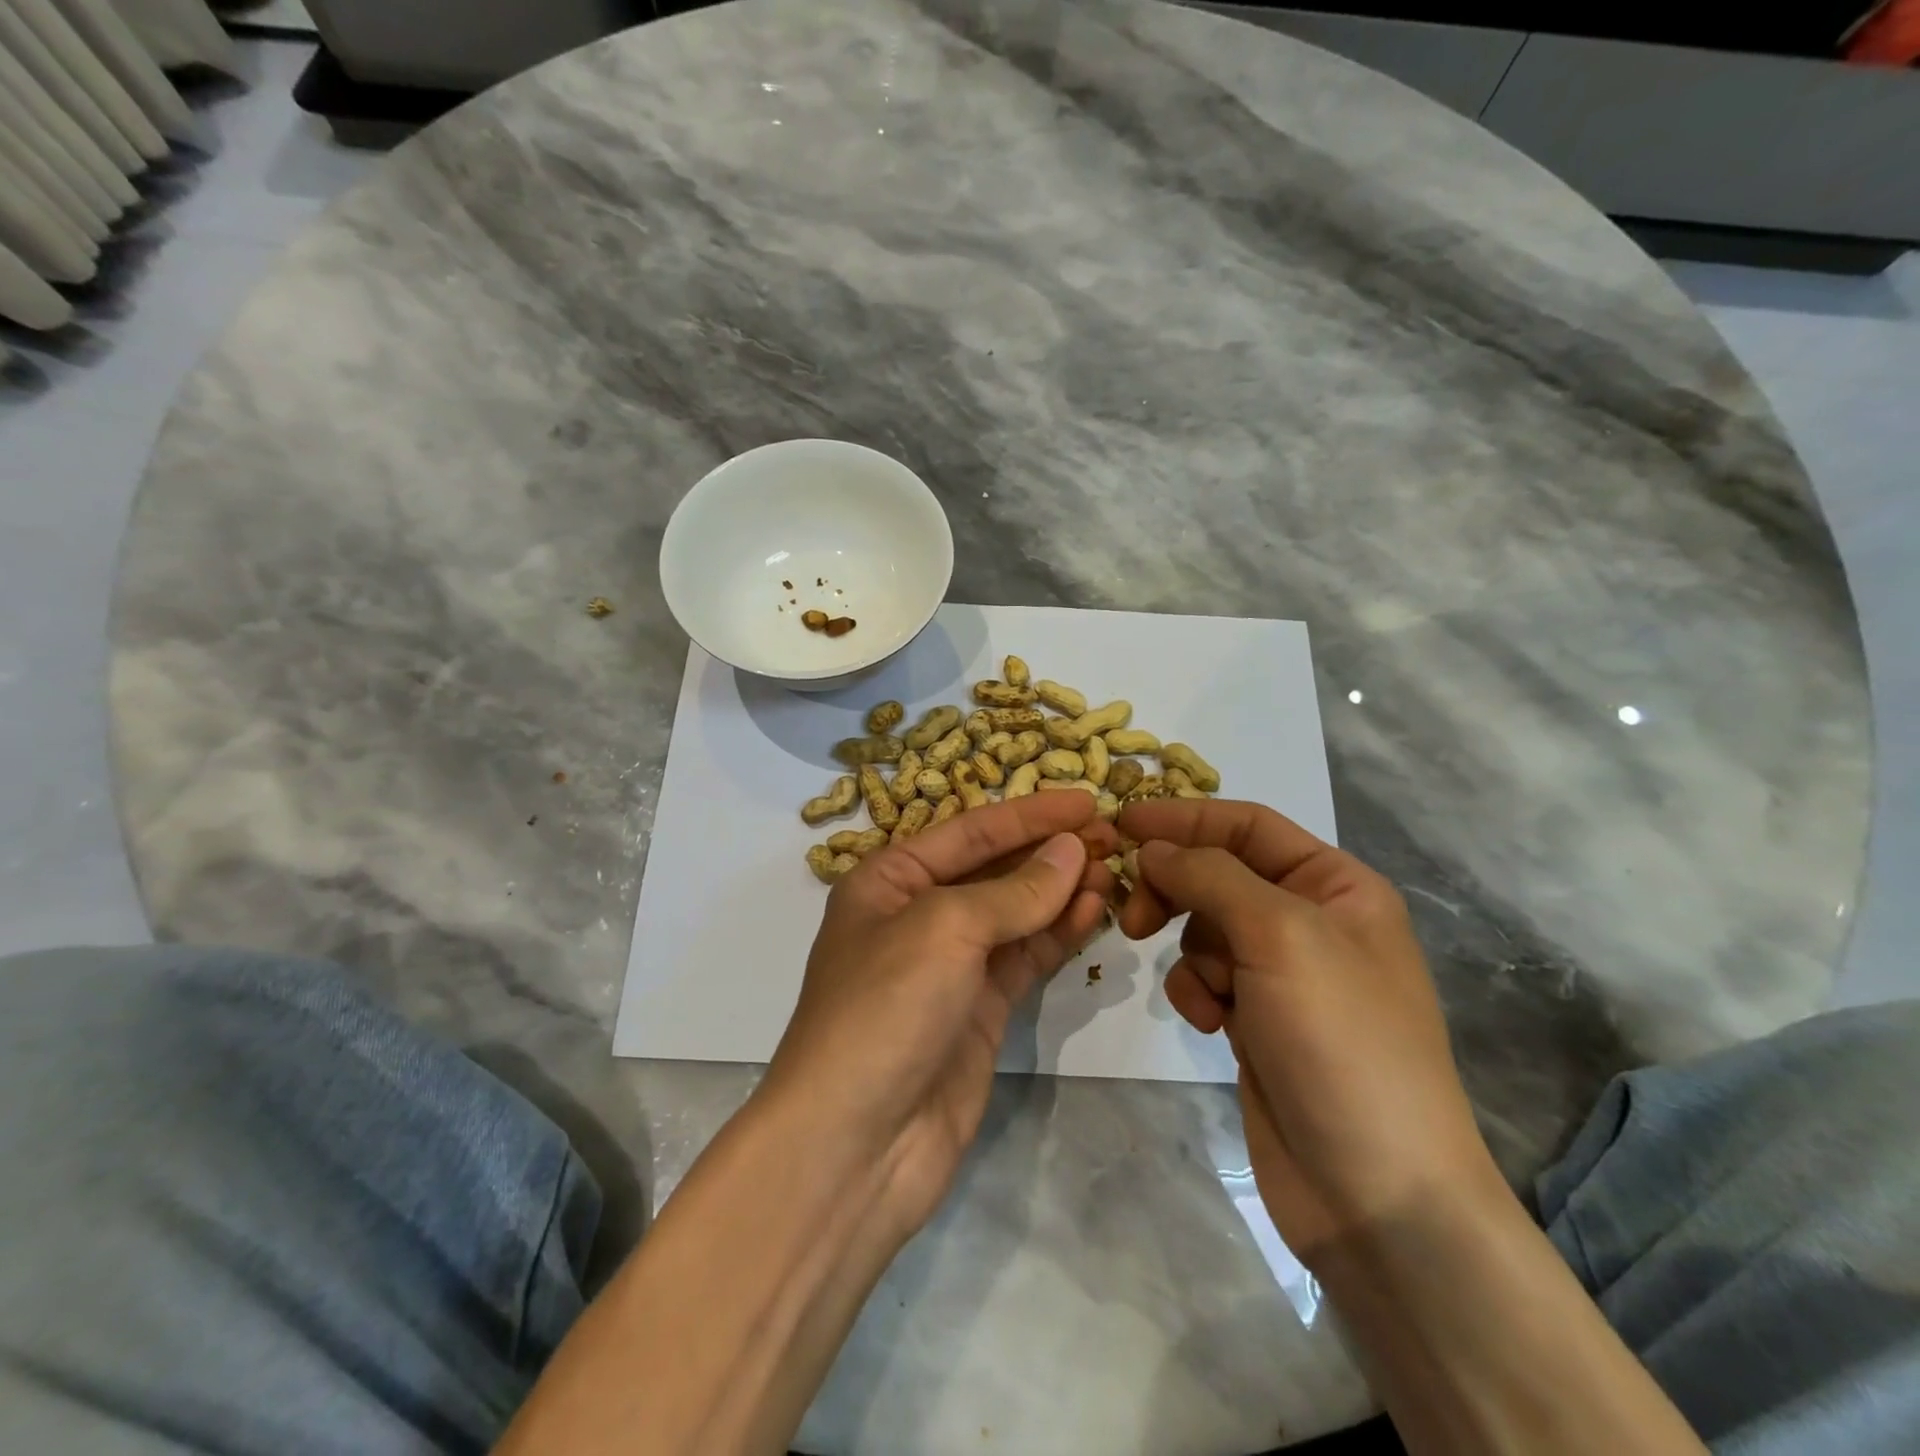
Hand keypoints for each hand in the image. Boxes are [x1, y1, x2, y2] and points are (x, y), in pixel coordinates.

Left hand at [764, 793, 1117, 1238]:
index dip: (1030, 814)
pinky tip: (1095, 912)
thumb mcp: (944, 930)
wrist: (855, 1146)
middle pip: (995, 870)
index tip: (1087, 800)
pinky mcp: (978, 1012)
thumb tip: (1073, 850)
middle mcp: (916, 916)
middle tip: (1114, 836)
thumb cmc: (885, 1010)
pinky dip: (1058, 935)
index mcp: (889, 880)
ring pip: (1016, 914)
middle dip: (1051, 852)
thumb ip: (1014, 891)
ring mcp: (949, 967)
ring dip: (1062, 891)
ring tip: (1116, 871)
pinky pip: (1024, 958)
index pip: (971, 832)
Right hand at [1116, 799, 1498, 1262]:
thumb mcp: (1279, 934)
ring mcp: (1284, 974)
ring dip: (1190, 952)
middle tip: (1133, 914)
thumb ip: (1211, 875)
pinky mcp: (1258, 1020)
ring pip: (1205, 928)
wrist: (1377, 1193)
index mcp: (1337, 886)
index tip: (1121, 822)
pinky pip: (1206, 978)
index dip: (1184, 817)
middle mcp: (1312, 921)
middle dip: (1176, 890)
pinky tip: (1211, 1025)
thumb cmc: (1341, 1040)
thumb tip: (1154, 846)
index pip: (1248, 825)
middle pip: (1219, 874)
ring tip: (1203, 993)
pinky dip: (1197, 992)